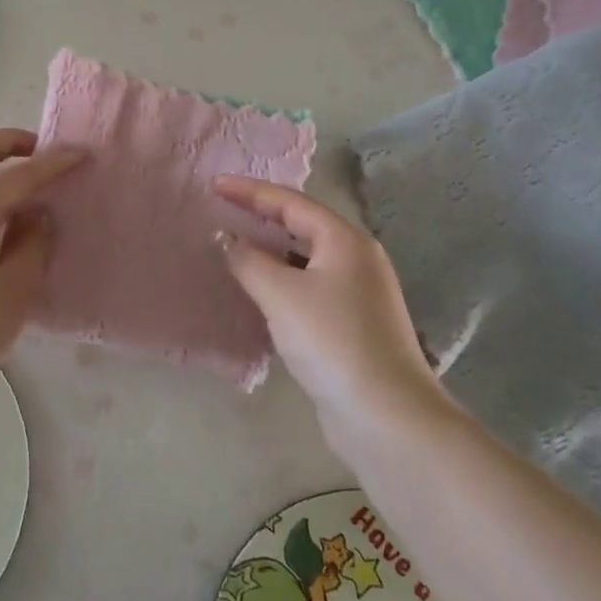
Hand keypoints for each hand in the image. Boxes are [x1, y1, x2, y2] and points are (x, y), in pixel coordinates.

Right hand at [214, 177, 449, 438]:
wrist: (385, 415)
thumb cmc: (332, 340)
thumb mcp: (280, 293)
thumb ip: (247, 259)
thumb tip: (225, 237)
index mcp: (344, 240)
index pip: (290, 202)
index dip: (250, 191)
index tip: (215, 185)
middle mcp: (357, 259)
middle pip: (302, 225)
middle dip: (262, 216)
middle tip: (223, 210)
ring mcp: (359, 293)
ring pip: (305, 258)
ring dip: (270, 250)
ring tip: (234, 246)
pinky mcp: (353, 324)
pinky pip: (309, 286)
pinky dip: (281, 280)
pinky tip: (259, 291)